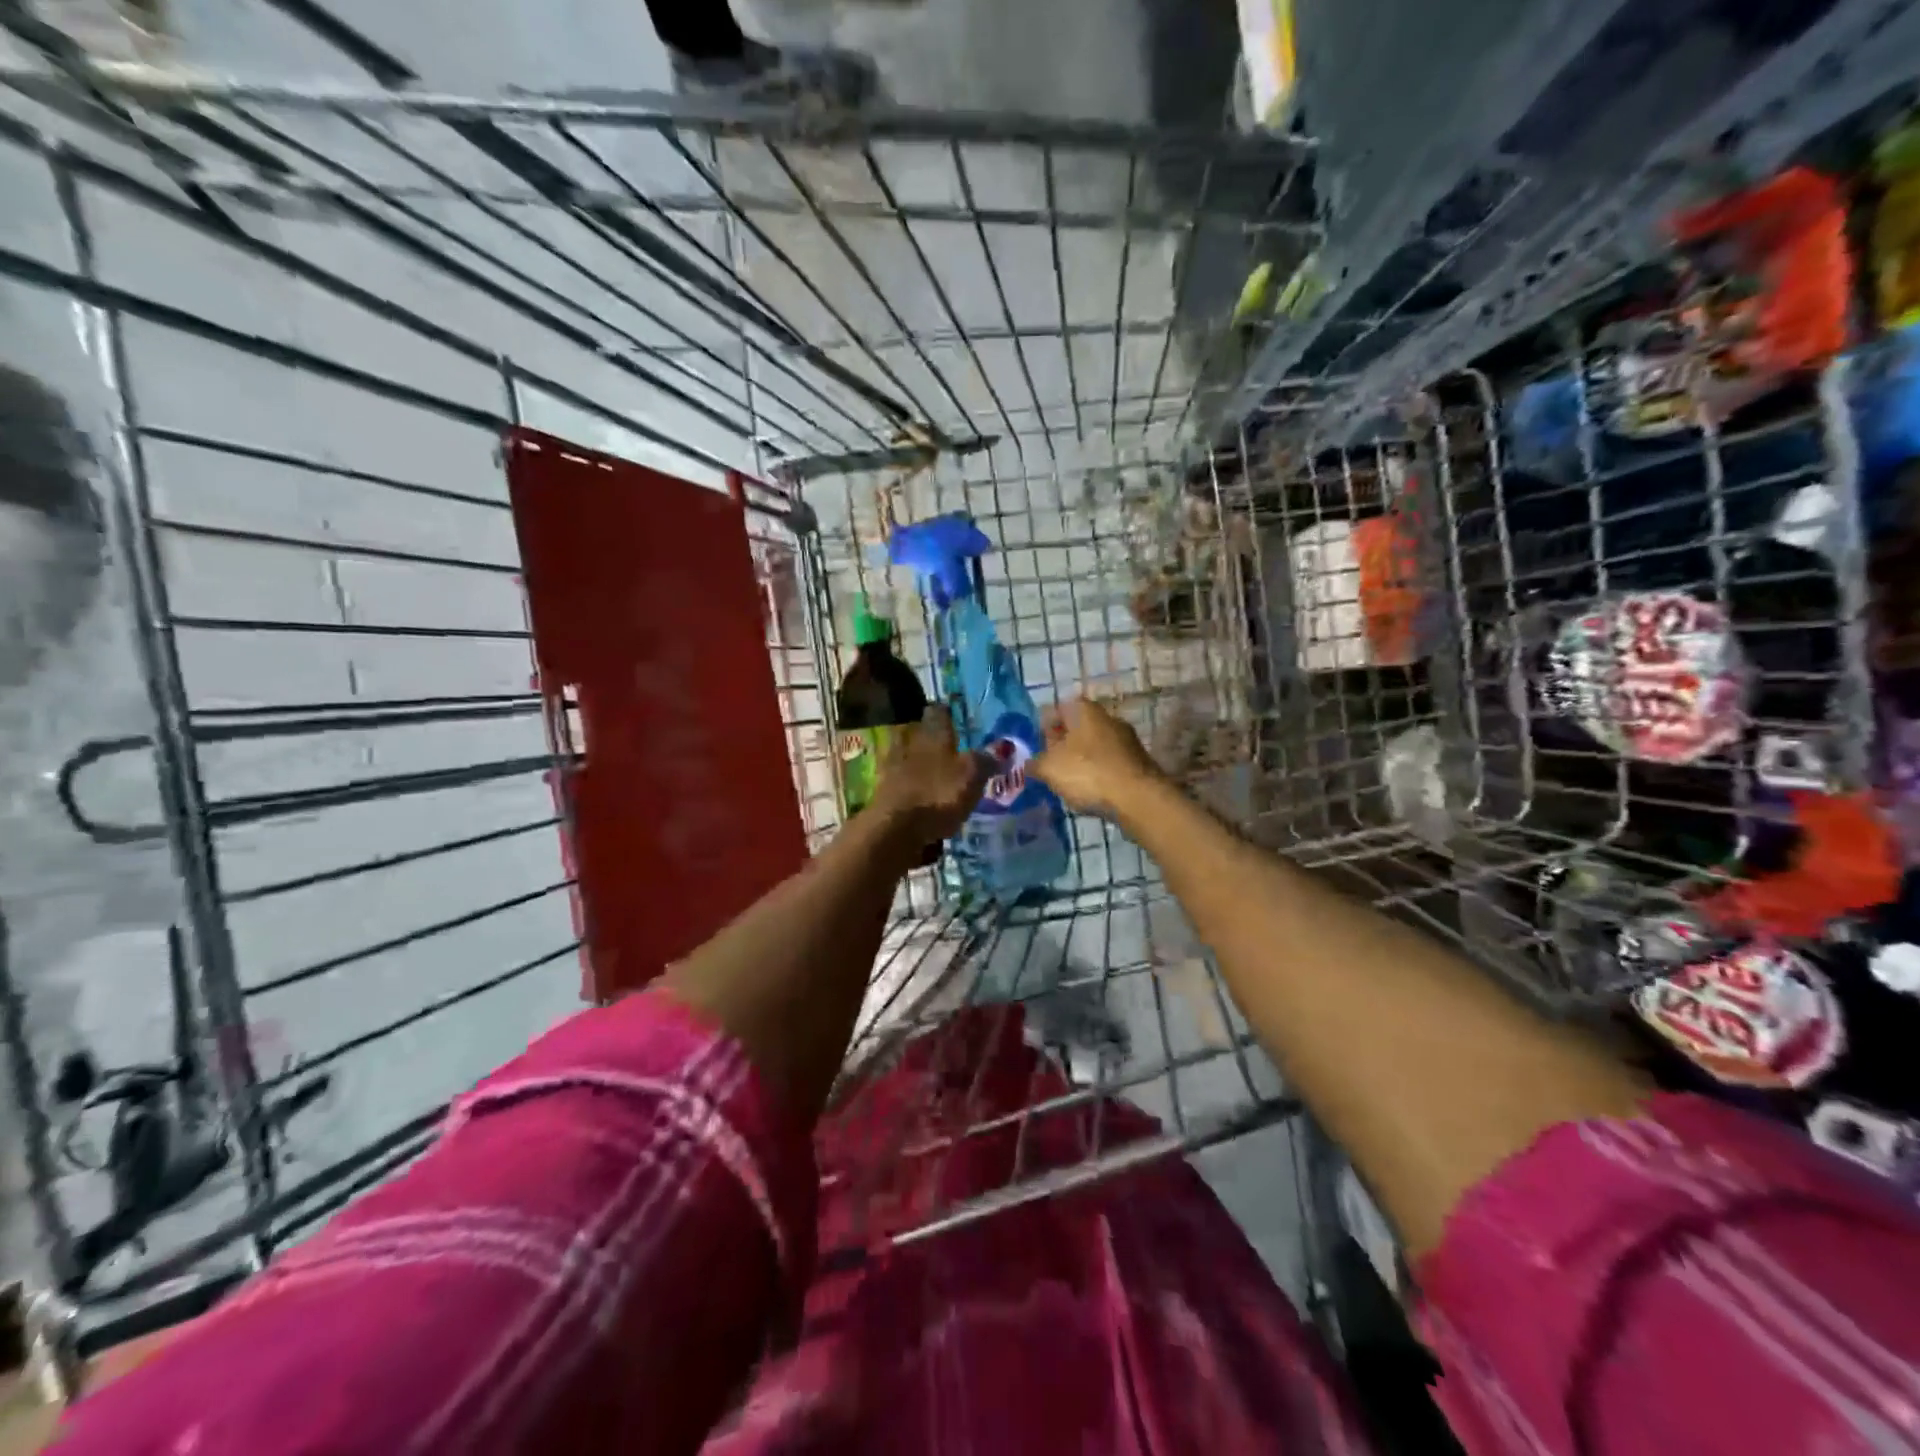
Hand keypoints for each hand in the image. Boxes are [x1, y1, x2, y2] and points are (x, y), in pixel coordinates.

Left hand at [869, 706, 988, 845]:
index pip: (939, 713)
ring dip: (915, 758)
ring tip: (930, 768)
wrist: (895, 829)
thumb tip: (1002, 747)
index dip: (946, 710)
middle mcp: (911, 746)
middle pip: (918, 733)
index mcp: (934, 737)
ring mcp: (893, 770)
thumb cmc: (938, 795)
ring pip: (905, 755)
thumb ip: (985, 760)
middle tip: (943, 740)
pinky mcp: (884, 794)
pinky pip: (898, 781)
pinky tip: (917, 792)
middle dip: (928, 735)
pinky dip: (908, 784)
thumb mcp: (972, 776)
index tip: (951, 710)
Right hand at [1033, 698, 1165, 819]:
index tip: (1037, 748)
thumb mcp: (1049, 768)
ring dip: (1081, 760)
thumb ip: (1035, 763)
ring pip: (1094, 746)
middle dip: (1063, 745)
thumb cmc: (1087, 773)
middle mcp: (1108, 717)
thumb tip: (1030, 763)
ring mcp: (1127, 739)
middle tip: (1050, 766)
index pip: (1057, 709)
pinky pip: (1110, 763)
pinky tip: (1092, 790)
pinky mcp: (1138, 761)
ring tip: (1069, 782)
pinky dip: (1099, 773)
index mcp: (1084, 710)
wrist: (1138, 798)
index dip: (1043, 728)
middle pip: (1077, 727)